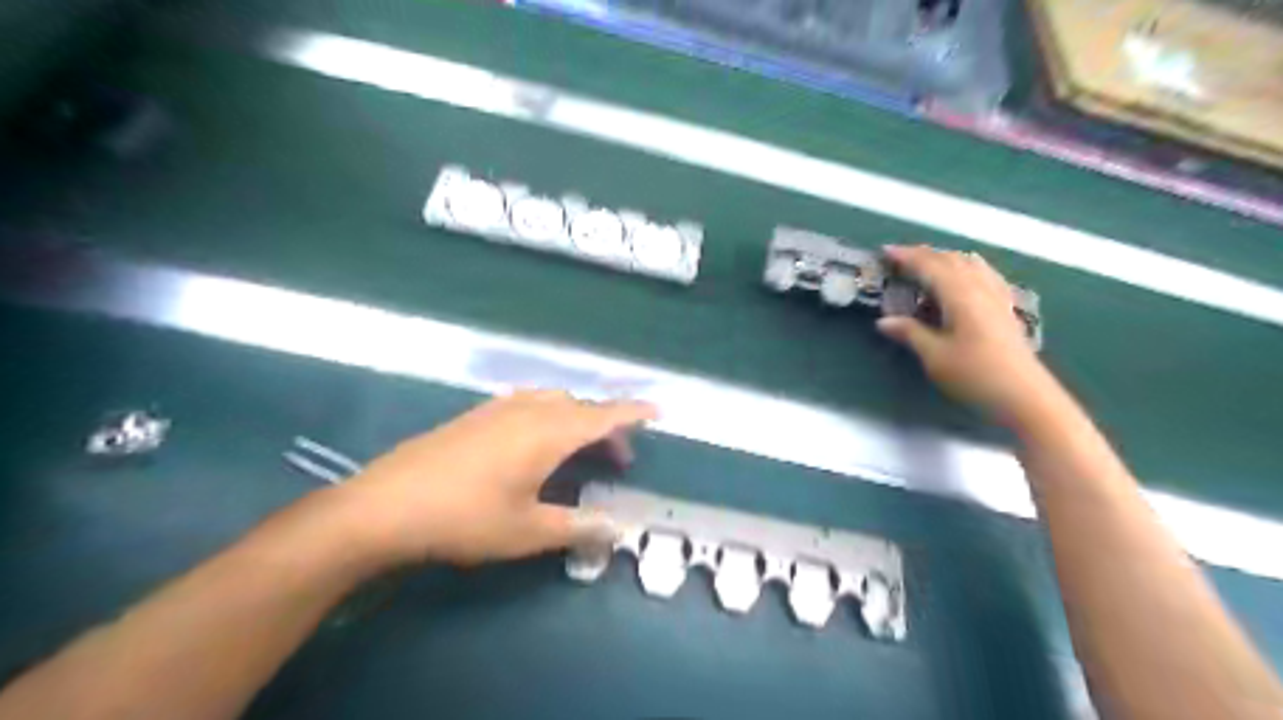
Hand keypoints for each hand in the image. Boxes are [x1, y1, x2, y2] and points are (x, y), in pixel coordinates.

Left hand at [339, 391, 652, 565]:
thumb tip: (617, 530)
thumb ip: (577, 528)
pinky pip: (528, 403)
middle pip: (580, 408)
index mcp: (548, 433)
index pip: (603, 415)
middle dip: (606, 427)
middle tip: (618, 459)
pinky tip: (537, 443)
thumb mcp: (527, 532)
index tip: (658, 411)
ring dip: (576, 420)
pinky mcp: (475, 415)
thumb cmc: (465, 518)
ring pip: (553, 402)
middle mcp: (528, 410)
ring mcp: (498, 408)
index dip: (633, 413)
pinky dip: (549, 416)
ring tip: (581, 451)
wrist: (385, 506)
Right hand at [876, 243, 1056, 419]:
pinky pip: (985, 274)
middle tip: (900, 257)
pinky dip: (967, 267)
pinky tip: (966, 275)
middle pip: (951, 260)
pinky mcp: (1006, 308)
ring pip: (970, 264)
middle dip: (924, 254)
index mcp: (960, 295)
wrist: (1024, 395)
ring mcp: (997, 296)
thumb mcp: (934, 356)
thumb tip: (883, 321)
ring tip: (927, 263)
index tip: (885, 252)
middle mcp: (980, 288)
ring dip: (945, 258)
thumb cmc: (974, 375)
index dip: (907, 257)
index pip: (930, 266)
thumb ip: (910, 333)